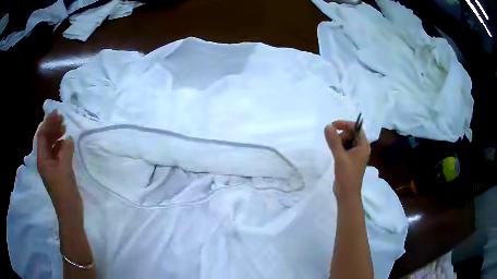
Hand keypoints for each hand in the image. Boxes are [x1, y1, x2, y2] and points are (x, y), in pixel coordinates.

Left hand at [37, 110, 82, 218]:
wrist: (70, 212)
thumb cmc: (64, 191)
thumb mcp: (65, 169)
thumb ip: (66, 151)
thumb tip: (68, 138)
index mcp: (42, 160)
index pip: (42, 136)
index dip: (48, 123)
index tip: (57, 114)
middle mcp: (44, 161)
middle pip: (45, 139)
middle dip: (52, 127)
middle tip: (62, 118)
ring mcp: (51, 166)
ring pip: (51, 145)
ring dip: (56, 135)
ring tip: (64, 127)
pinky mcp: (58, 170)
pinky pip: (56, 153)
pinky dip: (60, 145)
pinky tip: (66, 142)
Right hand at [324, 120, 369, 201]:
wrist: (347, 194)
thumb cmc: (347, 175)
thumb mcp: (340, 156)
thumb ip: (334, 141)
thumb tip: (327, 126)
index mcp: (363, 145)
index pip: (356, 128)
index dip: (345, 124)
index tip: (333, 125)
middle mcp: (361, 148)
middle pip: (351, 133)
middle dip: (341, 134)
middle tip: (333, 143)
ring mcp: (356, 155)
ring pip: (347, 141)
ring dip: (339, 141)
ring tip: (334, 151)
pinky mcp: (350, 160)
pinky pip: (345, 148)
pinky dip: (339, 148)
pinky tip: (334, 154)